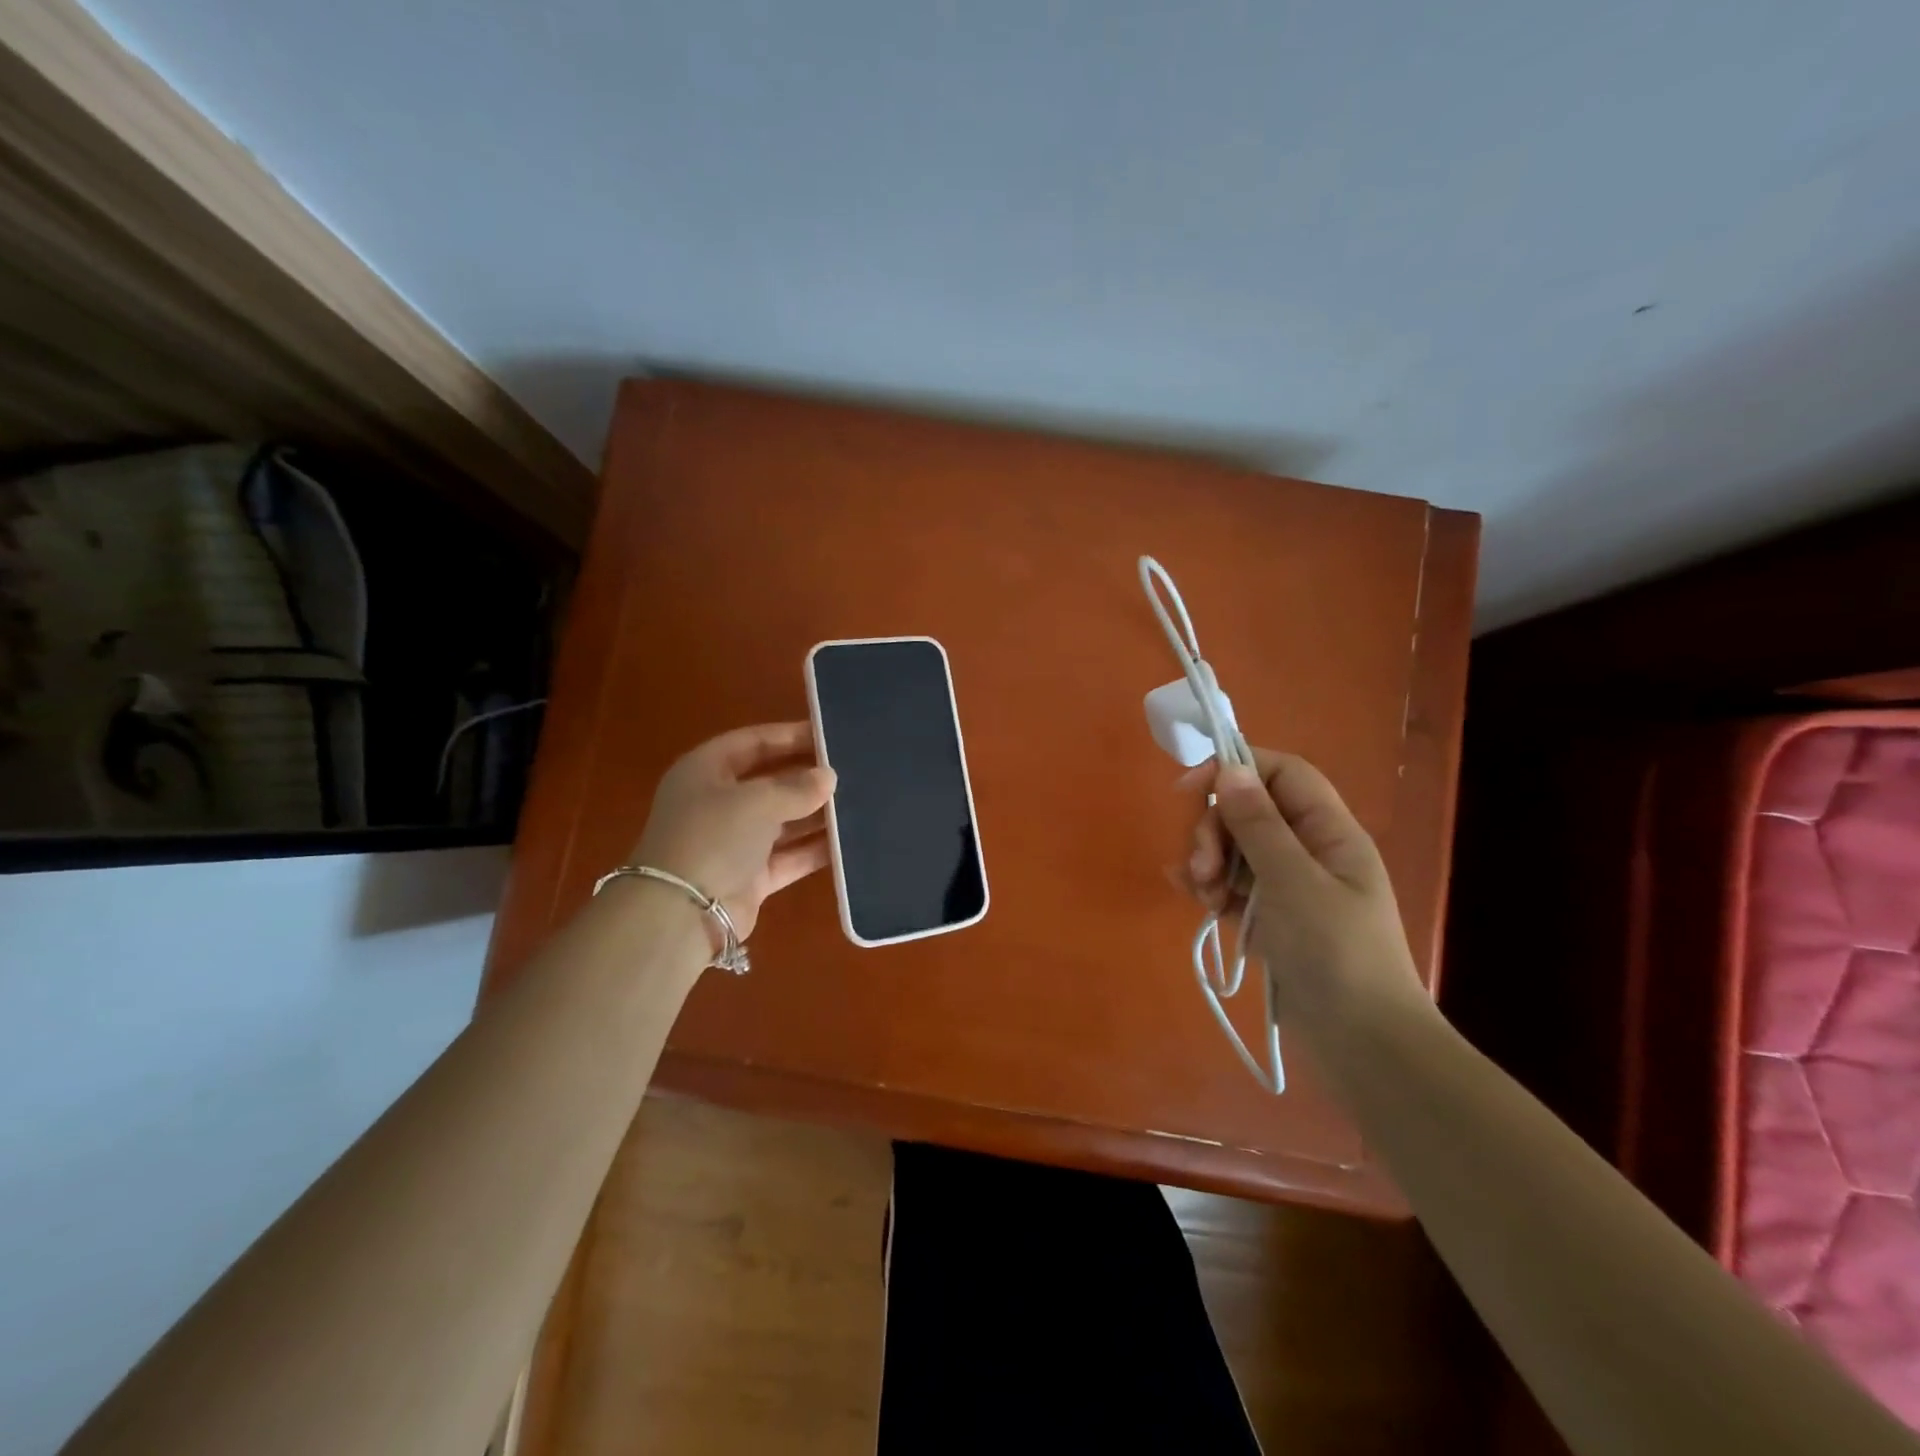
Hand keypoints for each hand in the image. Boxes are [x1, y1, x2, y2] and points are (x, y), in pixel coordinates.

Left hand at [631, 723, 836, 942]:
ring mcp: (733, 842)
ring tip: (858, 804)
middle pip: (769, 781)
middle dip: (807, 778)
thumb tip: (828, 777)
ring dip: (815, 814)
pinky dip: (813, 849)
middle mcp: (717, 803)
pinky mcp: (749, 877)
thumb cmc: (714, 837)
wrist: (682, 913)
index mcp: (705, 771)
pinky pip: (788, 856)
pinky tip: (847, 842)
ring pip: (782, 821)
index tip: (829, 736)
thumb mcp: (757, 801)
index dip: (789, 736)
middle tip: (851, 771)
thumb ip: (797, 787)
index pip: (753, 742)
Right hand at [1173, 750, 1424, 1026]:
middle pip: (1250, 810)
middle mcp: (1309, 850)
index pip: (1281, 774)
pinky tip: (1191, 896)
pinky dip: (1209, 885)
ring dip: (1208, 860)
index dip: (1235, 768)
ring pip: (1235, 848)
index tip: (1189, 790)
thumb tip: (1230, 769)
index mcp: (1329, 832)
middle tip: (1200, 865)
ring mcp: (1289, 886)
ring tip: (1200, 893)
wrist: (1363, 1046)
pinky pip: (1232, 885)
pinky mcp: (1271, 917)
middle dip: (1215, 828)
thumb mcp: (1294, 883)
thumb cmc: (1336, 954)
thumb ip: (1259, 825)